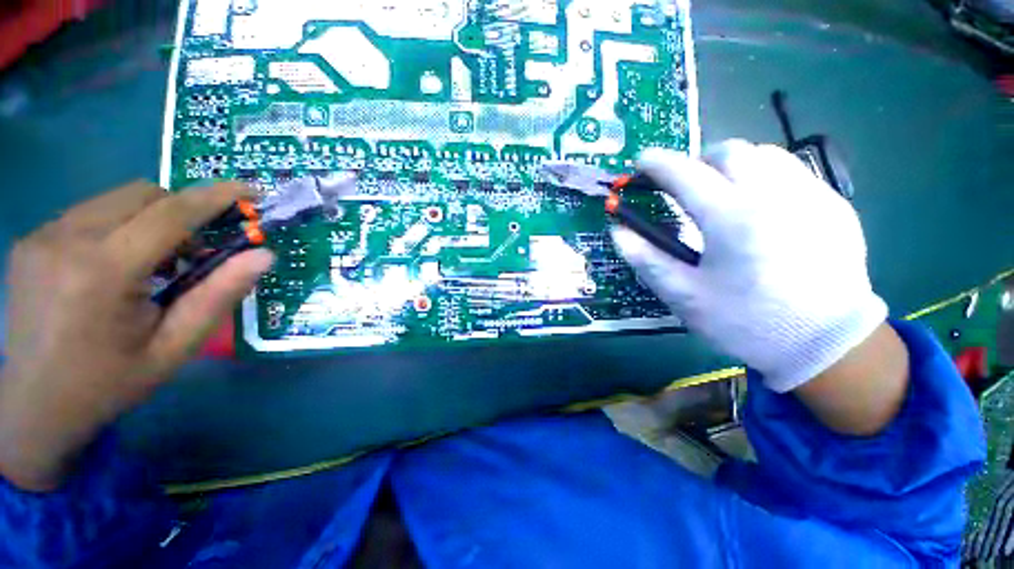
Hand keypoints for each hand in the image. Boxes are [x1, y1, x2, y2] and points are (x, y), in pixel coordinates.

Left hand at [0, 181, 273, 490]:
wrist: (32, 407)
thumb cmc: (109, 382)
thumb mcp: (175, 347)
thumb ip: (219, 296)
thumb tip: (263, 256)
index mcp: (103, 272)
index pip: (171, 213)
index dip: (216, 196)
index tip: (250, 189)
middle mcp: (66, 240)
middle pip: (143, 194)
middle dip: (182, 212)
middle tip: (193, 255)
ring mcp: (42, 236)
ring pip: (116, 199)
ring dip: (150, 219)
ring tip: (152, 265)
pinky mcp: (32, 239)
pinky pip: (91, 212)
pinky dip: (120, 226)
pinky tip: (116, 266)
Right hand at [613, 141, 888, 393]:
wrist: (825, 345)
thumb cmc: (746, 322)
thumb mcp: (684, 296)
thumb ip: (647, 259)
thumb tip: (618, 231)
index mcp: (732, 219)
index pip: (685, 174)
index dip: (658, 164)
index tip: (642, 162)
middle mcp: (775, 195)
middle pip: (730, 151)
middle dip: (698, 160)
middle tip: (685, 184)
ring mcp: (811, 196)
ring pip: (766, 154)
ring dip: (734, 165)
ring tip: (722, 192)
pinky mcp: (834, 206)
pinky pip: (792, 172)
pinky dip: (765, 177)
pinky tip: (760, 208)